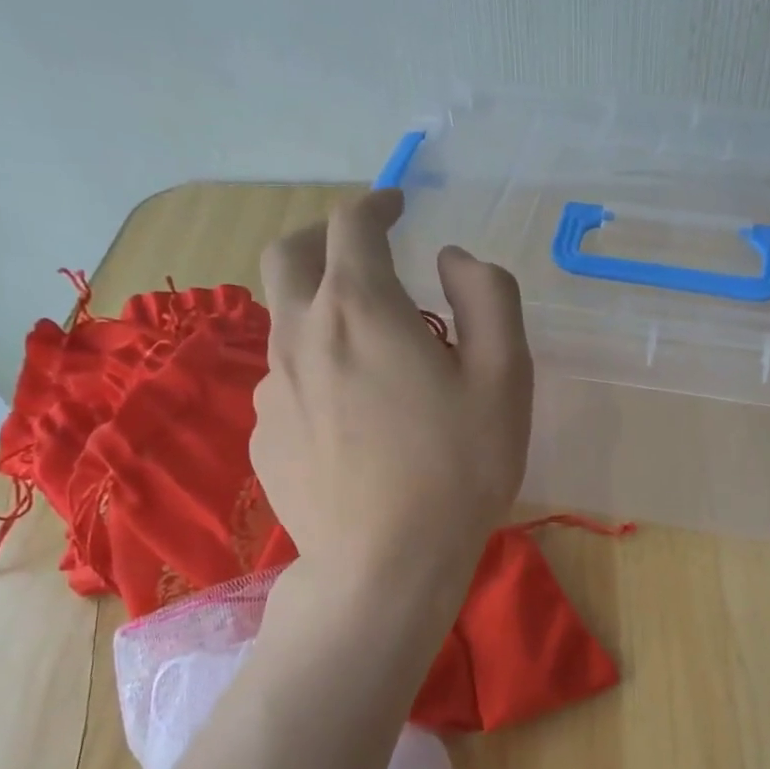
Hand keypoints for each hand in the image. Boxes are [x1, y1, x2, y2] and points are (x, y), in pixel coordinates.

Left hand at [250, 189, 533, 596]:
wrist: (385, 565)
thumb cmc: (458, 468)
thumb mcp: (504, 377)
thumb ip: (488, 298)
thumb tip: (452, 259)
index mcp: (360, 309)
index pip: (353, 224)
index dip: (377, 203)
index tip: (398, 205)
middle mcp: (302, 335)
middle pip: (289, 255)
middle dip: (324, 236)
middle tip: (363, 251)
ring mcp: (273, 389)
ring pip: (286, 322)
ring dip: (322, 310)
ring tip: (371, 349)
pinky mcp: (265, 436)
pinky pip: (287, 381)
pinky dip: (316, 371)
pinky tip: (352, 417)